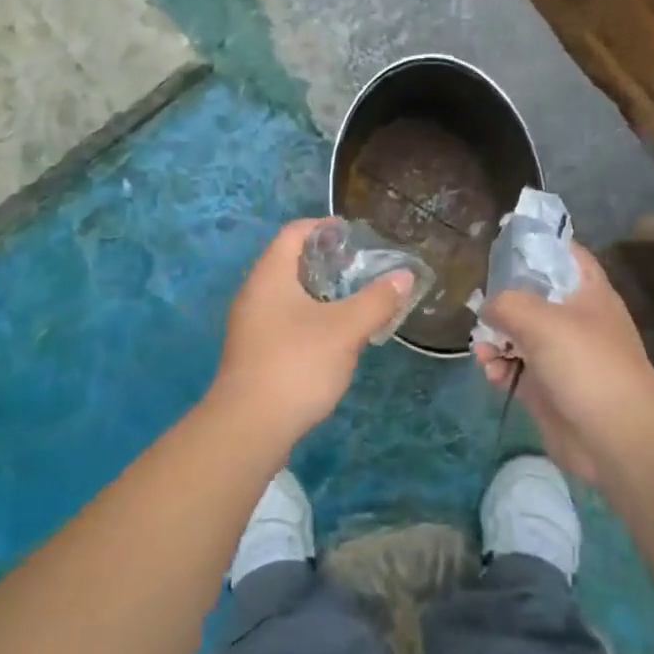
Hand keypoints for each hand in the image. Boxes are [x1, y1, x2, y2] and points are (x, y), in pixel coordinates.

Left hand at [205, 219, 413, 447]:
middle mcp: (254, 294)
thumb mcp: (346, 330)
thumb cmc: (297, 365)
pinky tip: (331, 338)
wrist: (249, 426)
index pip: (293, 233)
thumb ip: (376, 300)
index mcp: (270, 276)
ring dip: (317, 292)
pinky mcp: (253, 353)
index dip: (322, 227)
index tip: (352, 234)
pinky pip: (282, 321)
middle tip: (358, 268)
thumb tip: (404, 276)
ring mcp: (249, 325)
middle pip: (288, 262)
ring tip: (351, 301)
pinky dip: (308, 317)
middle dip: (324, 261)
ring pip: (286, 295)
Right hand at [473, 244, 653, 483]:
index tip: (502, 243)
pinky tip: (492, 373)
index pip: (564, 254)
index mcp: (588, 293)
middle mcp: (575, 320)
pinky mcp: (548, 388)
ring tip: (483, 351)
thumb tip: (488, 308)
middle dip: (502, 301)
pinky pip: (516, 368)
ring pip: (518, 335)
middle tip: (480, 307)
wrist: (617, 438)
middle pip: (532, 296)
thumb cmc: (587, 366)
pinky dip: (500, 368)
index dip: (537, 244)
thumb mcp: (541, 320)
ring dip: (495, 339)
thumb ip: (506, 303)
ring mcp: (562, 356)